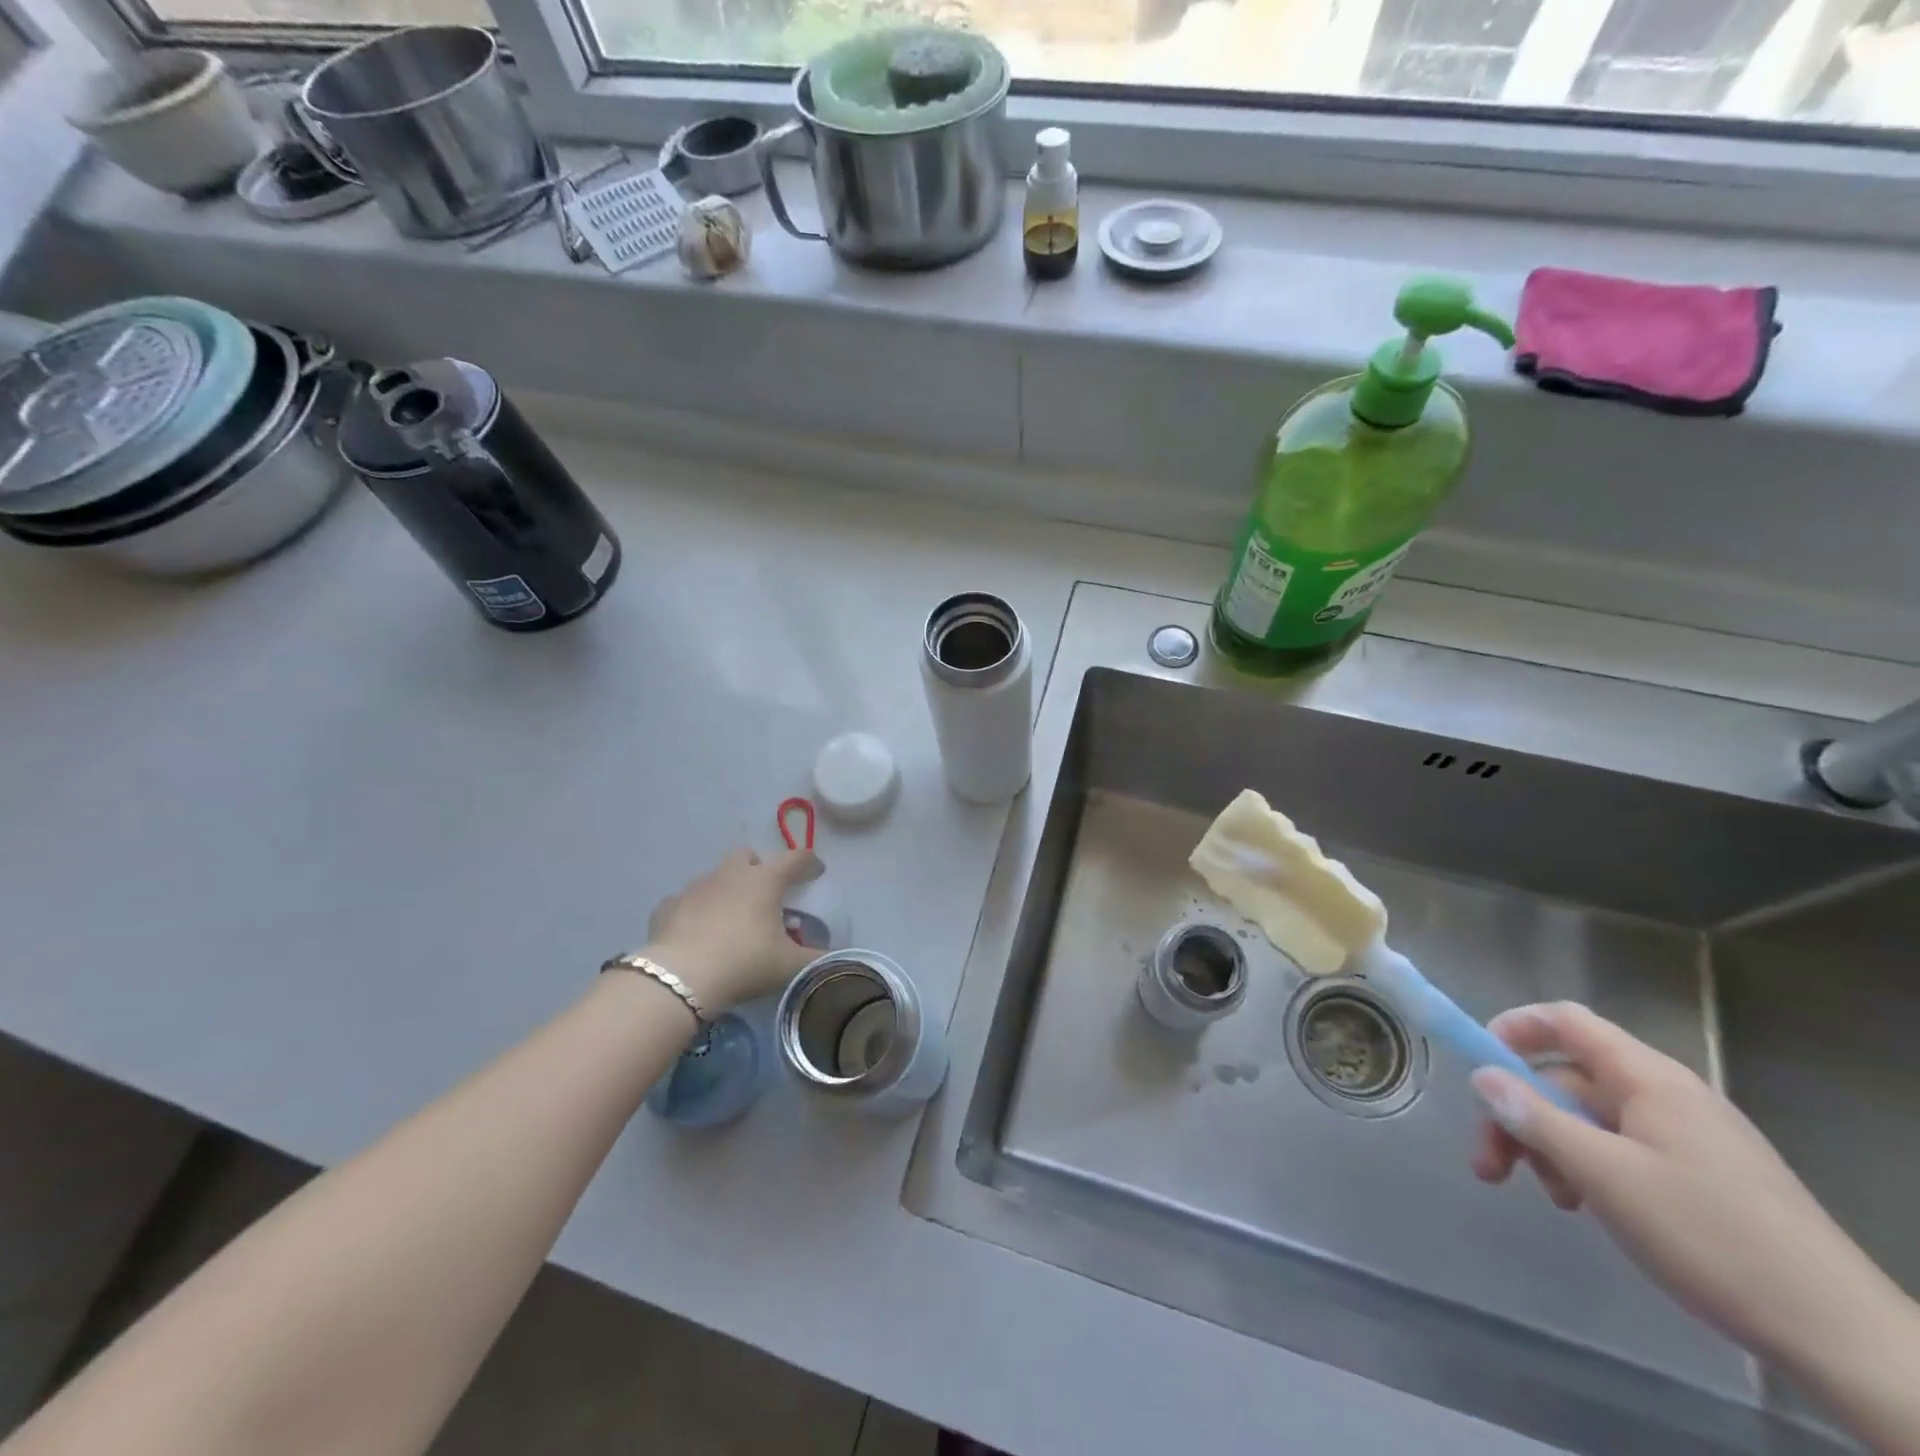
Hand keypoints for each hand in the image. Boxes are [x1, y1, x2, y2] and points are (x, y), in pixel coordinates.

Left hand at [642, 848, 822, 1009]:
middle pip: (750, 856)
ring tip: (733, 918)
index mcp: (765, 880)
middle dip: (761, 868)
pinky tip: (699, 932)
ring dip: (728, 889)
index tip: (817, 874)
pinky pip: (688, 900)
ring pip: (717, 876)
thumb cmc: (744, 963)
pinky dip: (698, 910)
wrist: (679, 979)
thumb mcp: (790, 966)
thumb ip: (817, 959)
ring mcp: (696, 887)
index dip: (810, 863)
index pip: (796, 857)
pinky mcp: (668, 906)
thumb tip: (833, 956)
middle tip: (768, 895)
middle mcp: (731, 873)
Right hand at [1470, 1002, 1919, 1398]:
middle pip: (1568, 1080)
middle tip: (1490, 1165)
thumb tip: (1481, 1076)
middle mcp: (1667, 1095)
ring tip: (1548, 1197)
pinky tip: (1588, 1207)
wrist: (1843, 1338)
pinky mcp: (1703, 1177)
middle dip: (1520, 1114)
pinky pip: (1623, 1150)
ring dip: (1552, 1148)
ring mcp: (1688, 1137)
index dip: (1514, 1029)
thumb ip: (1536, 1119)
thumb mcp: (1605, 1175)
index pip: (1567, 1022)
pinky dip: (1590, 1168)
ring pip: (1592, 1120)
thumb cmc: (1711, 1236)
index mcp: (1649, 1079)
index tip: (1477, 1065)